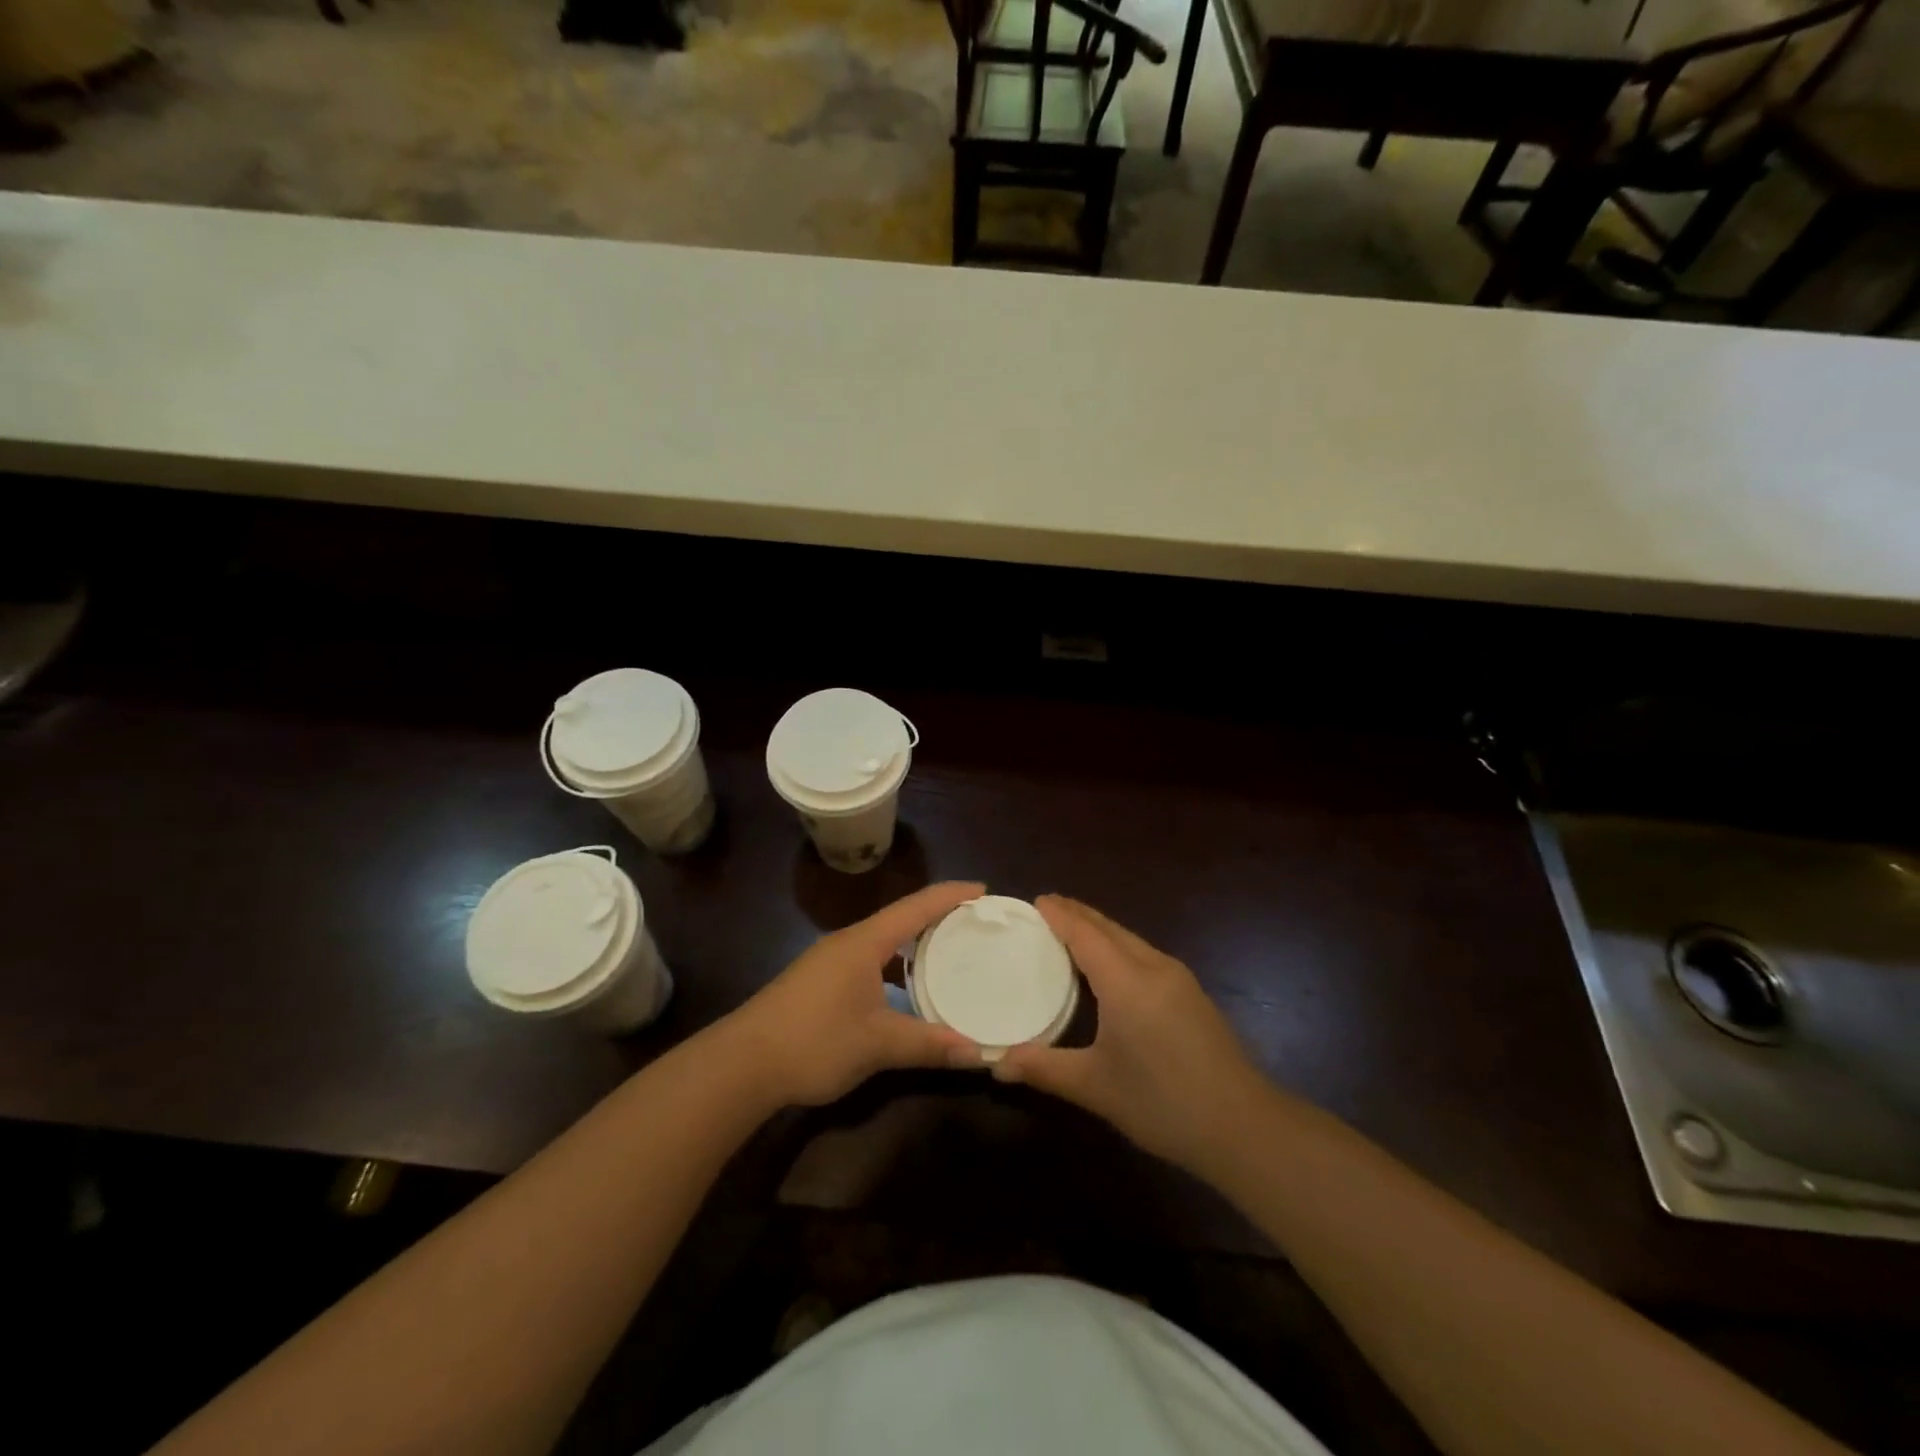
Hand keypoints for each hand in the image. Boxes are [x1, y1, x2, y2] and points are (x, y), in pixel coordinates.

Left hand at [725, 881, 985, 1106]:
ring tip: (950, 952)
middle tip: (976, 924)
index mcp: (865, 942)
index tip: (985, 891)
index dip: (952, 895)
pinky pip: (870, 960)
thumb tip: (978, 1053)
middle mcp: (849, 942)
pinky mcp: (820, 983)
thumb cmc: (814, 1041)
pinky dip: (896, 966)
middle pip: (902, 918)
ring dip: (915, 943)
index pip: (917, 907)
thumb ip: (928, 1045)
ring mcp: (831, 962)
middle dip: (939, 917)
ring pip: (884, 941)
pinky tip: (907, 990)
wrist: (742, 1064)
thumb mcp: (877, 1044)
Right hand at [994, 895, 1270, 1173]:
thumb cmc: (1163, 1103)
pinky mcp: (1191, 994)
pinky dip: (1117, 946)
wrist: (1244, 1127)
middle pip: (1109, 927)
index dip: (1059, 914)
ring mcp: (1178, 978)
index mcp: (1126, 981)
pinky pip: (1144, 953)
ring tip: (1070, 930)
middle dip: (1077, 913)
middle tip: (1045, 909)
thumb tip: (997, 1063)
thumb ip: (1044, 1068)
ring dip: (1099, 928)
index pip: (1085, 932)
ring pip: (1130, 939)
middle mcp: (1153, 967)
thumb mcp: (1095, 1087)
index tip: (1034, 901)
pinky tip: (1109, 965)